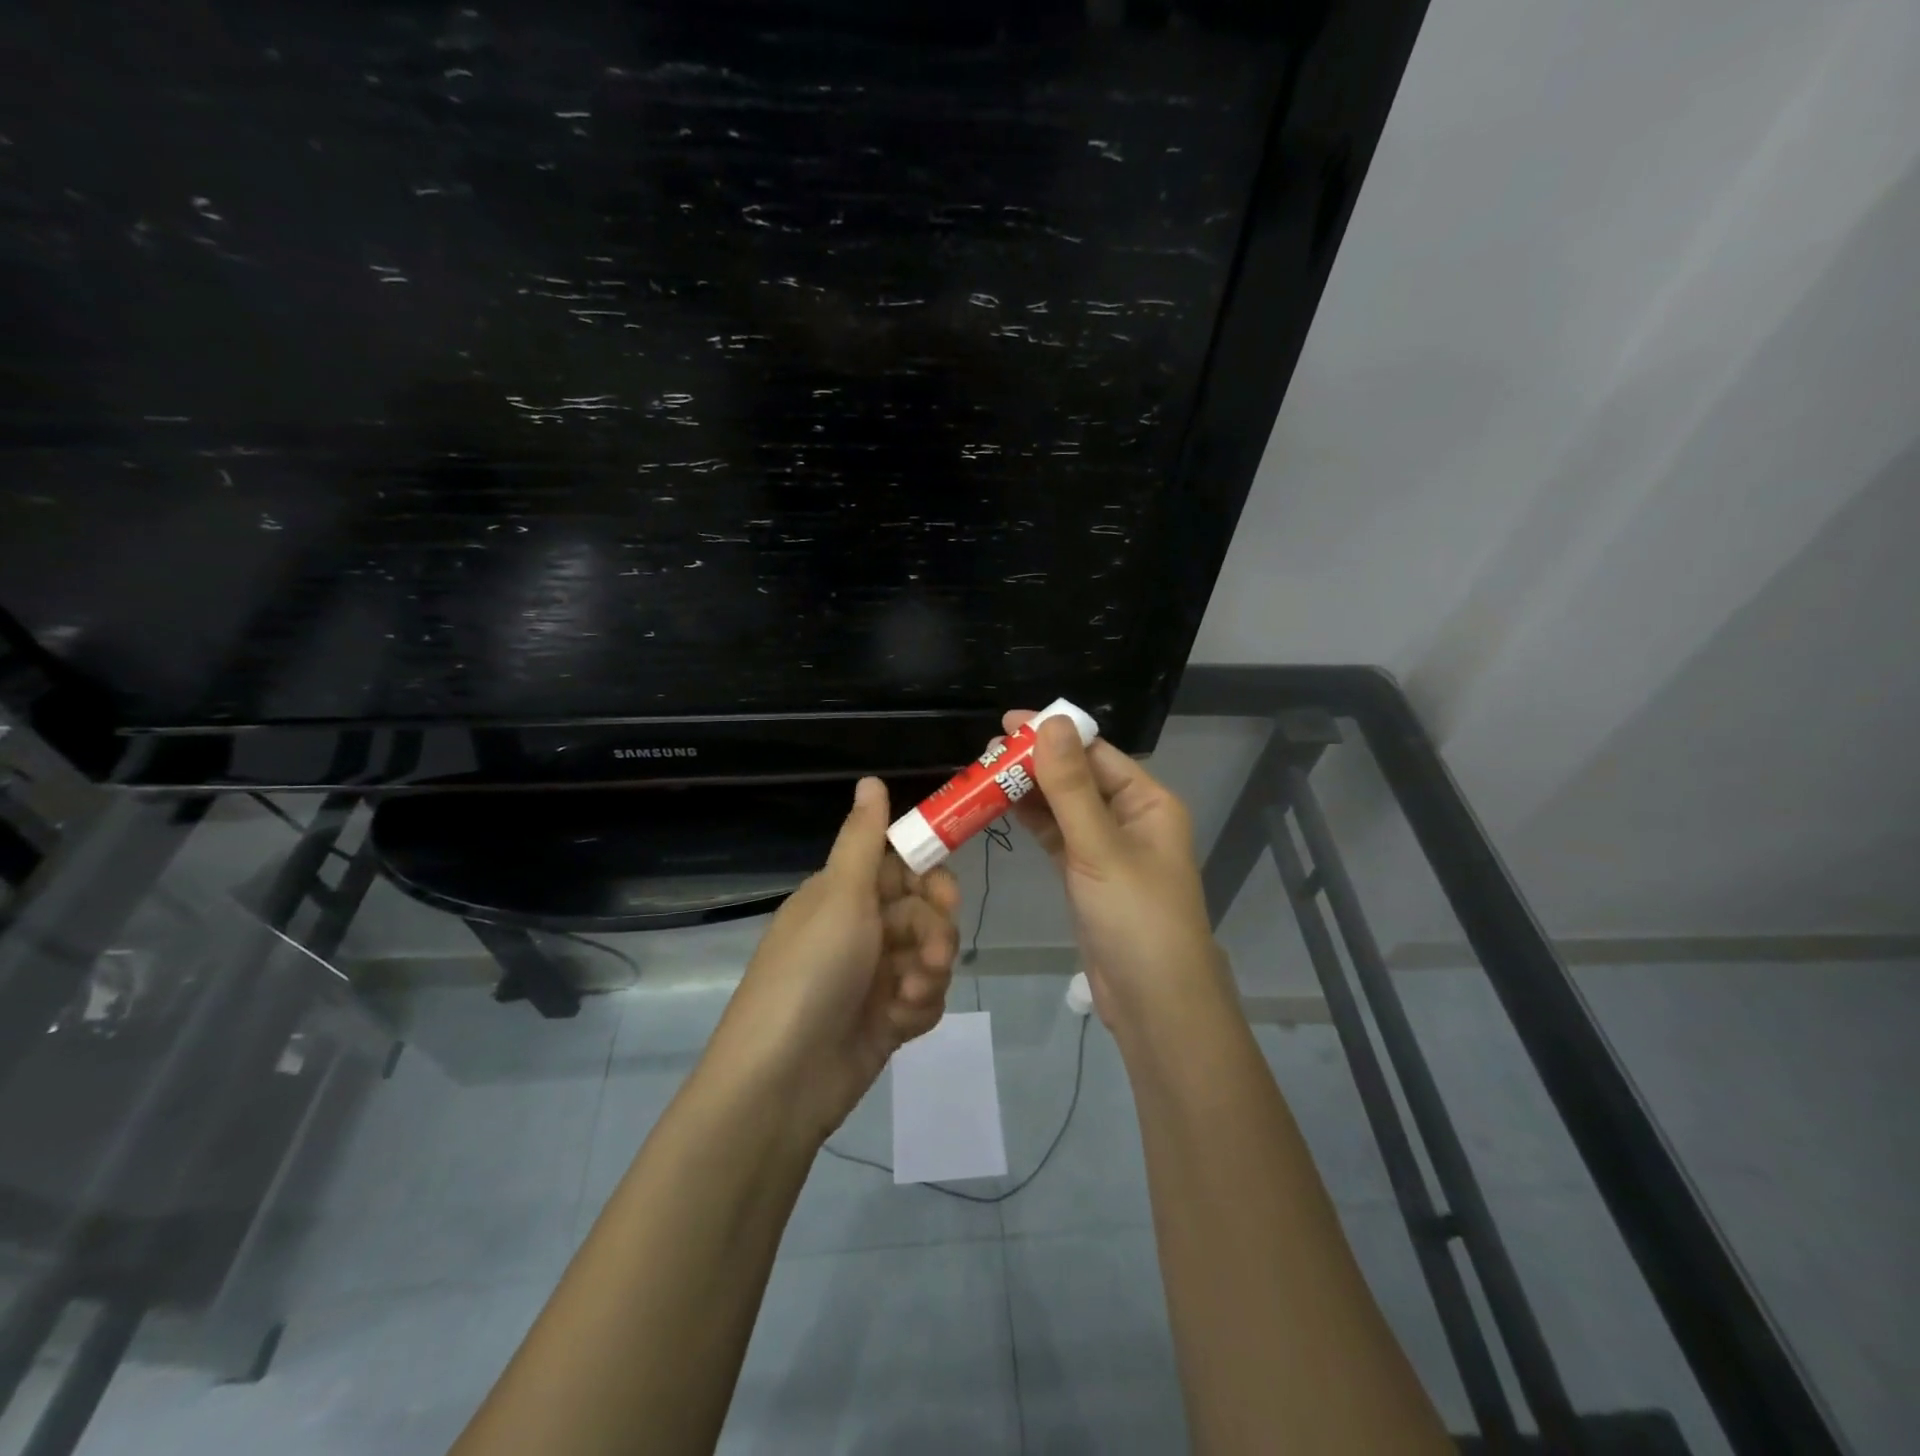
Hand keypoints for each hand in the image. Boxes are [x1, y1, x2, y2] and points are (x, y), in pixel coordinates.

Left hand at [707, 777, 960, 1140]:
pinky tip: (900, 1022)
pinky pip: (924, 997)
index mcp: (843, 895)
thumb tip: (870, 778)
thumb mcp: (840, 896)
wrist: (783, 1080)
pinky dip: (919, 1006)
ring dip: (929, 971)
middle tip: (932, 951)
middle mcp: (859, 930)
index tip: (944, 892)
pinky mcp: (886, 1019)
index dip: (929, 877)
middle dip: (935, 930)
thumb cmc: (811, 972)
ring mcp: (873, 976)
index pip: (902, 868)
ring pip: (930, 955)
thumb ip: (864, 838)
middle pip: (924, 912)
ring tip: (909, 993)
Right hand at [1001, 710, 1227, 1031]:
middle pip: (1078, 777)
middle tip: (984, 755)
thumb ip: (1071, 786)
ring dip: (1028, 792)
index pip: (1095, 752)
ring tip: (982, 776)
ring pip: (1064, 807)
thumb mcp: (1099, 847)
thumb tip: (1051, 721)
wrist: (1154, 1002)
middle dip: (1034, 763)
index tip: (1006, 724)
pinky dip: (1033, 822)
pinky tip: (1001, 809)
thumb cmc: (1135, 917)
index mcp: (1148, 802)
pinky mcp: (1088, 875)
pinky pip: (1058, 836)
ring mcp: (1108, 848)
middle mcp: (1131, 818)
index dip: (1052, 734)